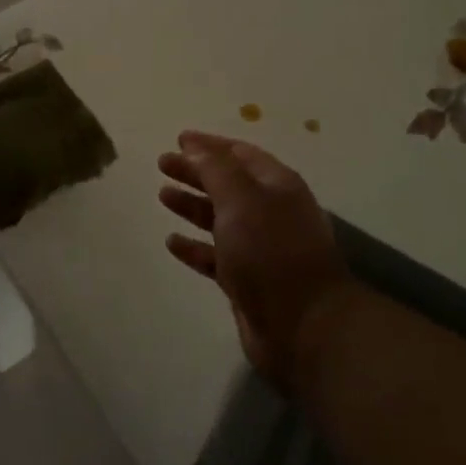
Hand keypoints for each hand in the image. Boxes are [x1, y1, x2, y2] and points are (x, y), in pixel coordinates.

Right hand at [158, 132, 355, 390]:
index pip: (240, 154)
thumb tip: (195, 147)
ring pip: (220, 219)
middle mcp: (270, 212)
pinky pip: (215, 257)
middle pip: (227, 184)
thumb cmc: (271, 251)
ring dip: (192, 205)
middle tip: (162, 164)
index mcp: (276, 185)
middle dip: (196, 172)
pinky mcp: (248, 281)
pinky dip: (194, 247)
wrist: (302, 326)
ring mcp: (260, 248)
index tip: (180, 138)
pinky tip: (172, 242)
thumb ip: (215, 170)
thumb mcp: (241, 199)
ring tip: (163, 196)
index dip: (210, 145)